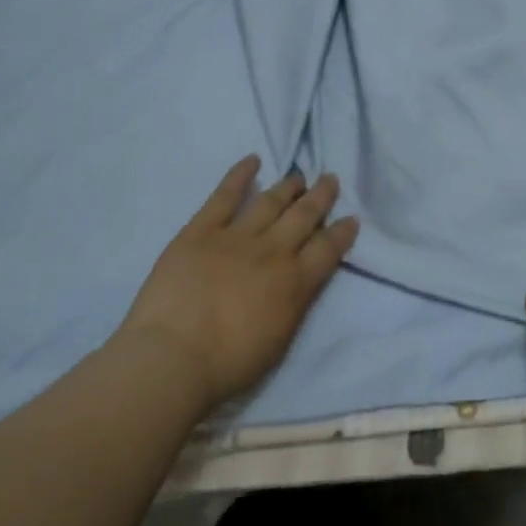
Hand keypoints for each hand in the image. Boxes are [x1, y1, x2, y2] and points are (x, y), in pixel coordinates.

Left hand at [116, 157, 357, 412]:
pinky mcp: (201, 231)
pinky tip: (252, 160)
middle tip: (330, 179)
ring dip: (288, 186)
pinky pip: (224, 196)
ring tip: (298, 175)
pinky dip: (239, 175)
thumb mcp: (279, 341)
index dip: (342, 232)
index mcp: (295, 283)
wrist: (173, 357)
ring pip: (270, 202)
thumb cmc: (227, 365)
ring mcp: (236, 237)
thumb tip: (302, 282)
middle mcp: (273, 251)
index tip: (351, 218)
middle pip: (304, 216)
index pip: (328, 249)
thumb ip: (295, 304)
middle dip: (320, 197)